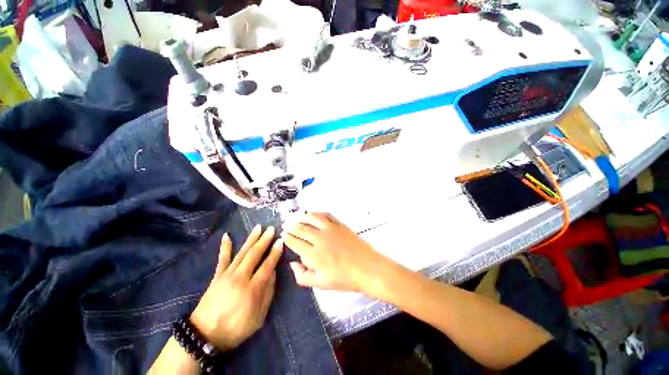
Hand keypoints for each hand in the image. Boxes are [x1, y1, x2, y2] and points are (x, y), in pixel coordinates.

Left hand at [190, 226, 282, 350]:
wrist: (204, 335)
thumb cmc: (236, 329)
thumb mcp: (258, 317)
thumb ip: (268, 293)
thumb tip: (273, 273)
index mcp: (252, 289)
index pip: (267, 265)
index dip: (275, 253)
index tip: (281, 241)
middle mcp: (240, 278)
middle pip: (254, 254)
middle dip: (265, 240)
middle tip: (272, 229)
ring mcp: (227, 275)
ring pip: (242, 253)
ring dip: (251, 239)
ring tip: (258, 227)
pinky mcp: (217, 276)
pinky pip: (222, 259)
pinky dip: (225, 247)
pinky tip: (227, 236)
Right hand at [284, 213, 395, 295]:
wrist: (366, 268)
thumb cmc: (343, 278)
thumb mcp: (320, 284)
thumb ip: (302, 275)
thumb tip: (292, 264)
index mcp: (313, 254)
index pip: (294, 242)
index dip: (287, 238)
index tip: (283, 235)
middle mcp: (319, 238)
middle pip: (301, 228)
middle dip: (291, 226)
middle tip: (287, 225)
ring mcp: (330, 229)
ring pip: (312, 218)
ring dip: (303, 217)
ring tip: (298, 217)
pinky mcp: (339, 224)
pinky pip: (326, 215)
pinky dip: (318, 213)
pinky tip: (315, 215)